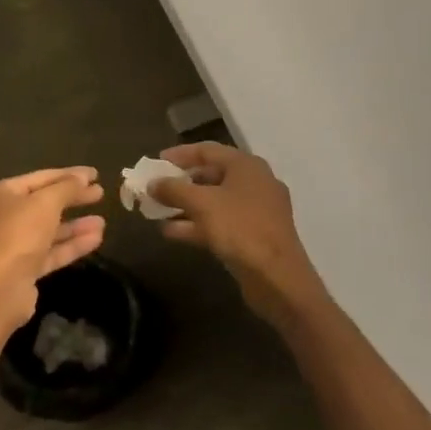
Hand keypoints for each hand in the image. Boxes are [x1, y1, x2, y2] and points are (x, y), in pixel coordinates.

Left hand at [0, 167, 105, 329]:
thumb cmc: (19, 233)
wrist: (1, 288)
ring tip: (102, 221)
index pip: (41, 178)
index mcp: (2, 194)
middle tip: (101, 193)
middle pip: (46, 203)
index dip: (69, 174)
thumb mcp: (46, 202)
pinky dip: (72, 244)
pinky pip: (52, 251)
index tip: (95, 174)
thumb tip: (84, 176)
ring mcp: (15, 244)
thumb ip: (67, 187)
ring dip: (76, 224)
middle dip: (74, 198)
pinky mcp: (25, 268)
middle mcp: (5, 216)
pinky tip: (96, 238)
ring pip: (50, 229)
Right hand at [150, 143, 326, 324]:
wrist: (278, 278)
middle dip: (180, 184)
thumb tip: (152, 183)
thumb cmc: (240, 228)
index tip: (156, 162)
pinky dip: (197, 225)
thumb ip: (174, 189)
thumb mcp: (201, 204)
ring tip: (156, 212)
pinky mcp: (254, 236)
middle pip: (210, 176)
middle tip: (155, 189)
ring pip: (214, 202)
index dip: (179, 154)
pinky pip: (221, 222)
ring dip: (185, 206)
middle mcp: (254, 183)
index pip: (207, 150)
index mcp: (246, 166)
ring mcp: (256, 211)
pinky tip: (171, 233)